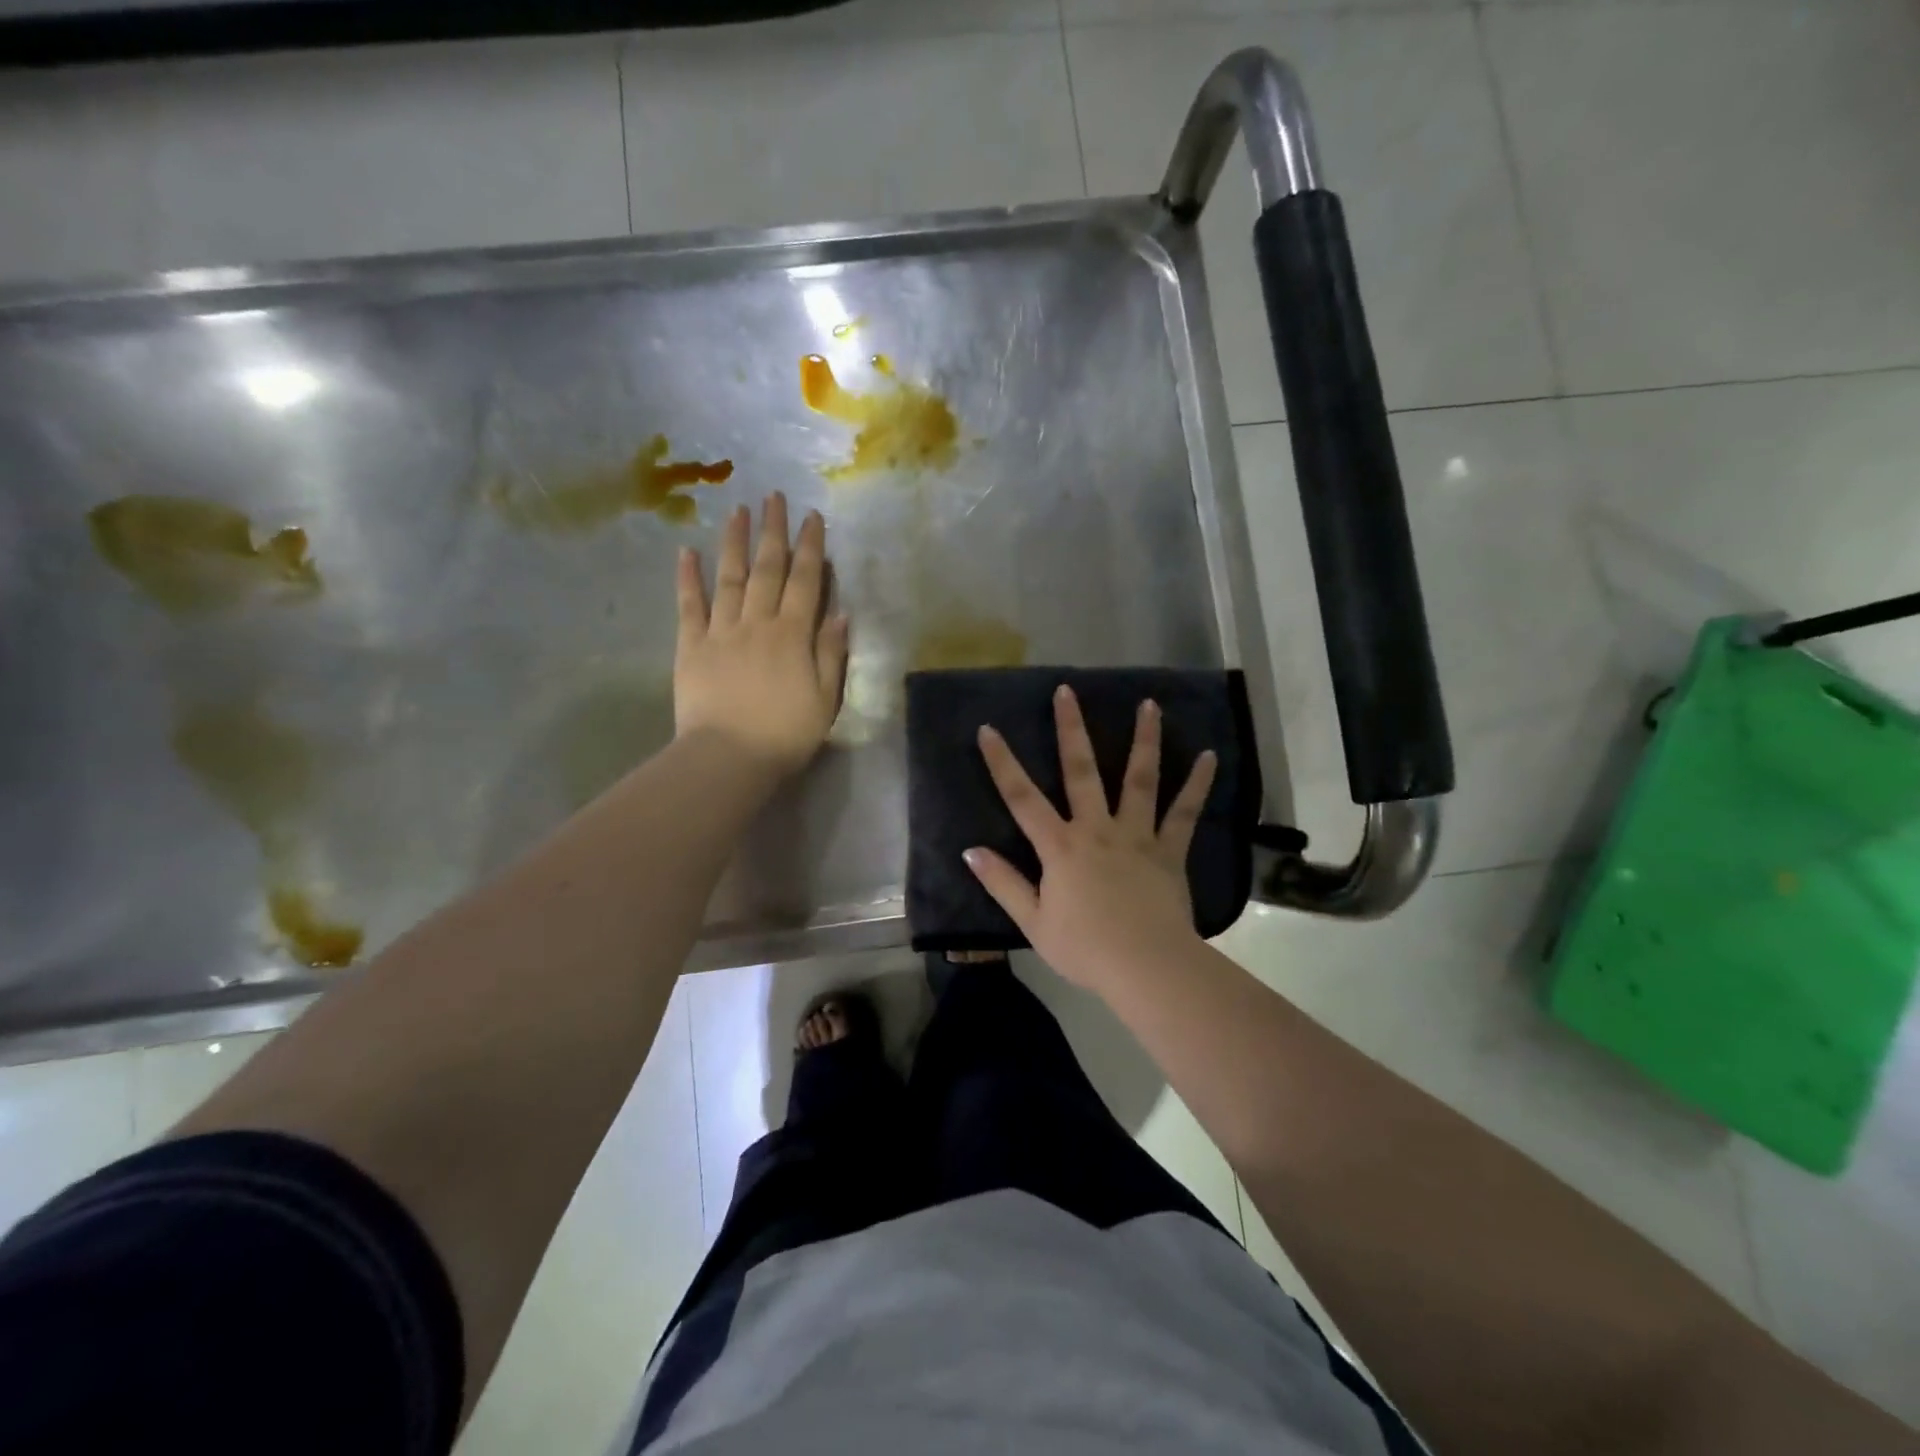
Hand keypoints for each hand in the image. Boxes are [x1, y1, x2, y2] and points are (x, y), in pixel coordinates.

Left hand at [675, 493, 848, 780]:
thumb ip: (831, 653)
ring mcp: (721, 631)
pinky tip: (687, 551)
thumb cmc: (785, 734)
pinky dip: (688, 577)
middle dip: (773, 531)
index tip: (813, 517)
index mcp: (793, 635)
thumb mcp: (825, 699)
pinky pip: (689, 605)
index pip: (806, 581)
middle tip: (773, 496)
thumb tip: (840, 613)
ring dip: (734, 541)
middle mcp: (757, 622)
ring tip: (737, 509)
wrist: (729, 757)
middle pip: (768, 569)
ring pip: (729, 577)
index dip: (811, 547)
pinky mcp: (691, 646)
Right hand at [965, 685, 1216, 993]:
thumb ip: (1003, 883)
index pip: (1022, 798)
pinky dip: (1196, 784)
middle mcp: (1096, 829)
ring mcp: (1136, 835)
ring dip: (1143, 740)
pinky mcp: (1168, 850)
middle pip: (1080, 771)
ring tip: (1149, 704)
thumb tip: (971, 852)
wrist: (1145, 966)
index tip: (988, 729)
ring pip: (1138, 779)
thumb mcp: (1033, 921)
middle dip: (1071, 729)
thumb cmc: (1084, 948)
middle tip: (1068, 691)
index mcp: (1060, 846)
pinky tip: (1208, 756)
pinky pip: (1184, 812)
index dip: (1002, 763)